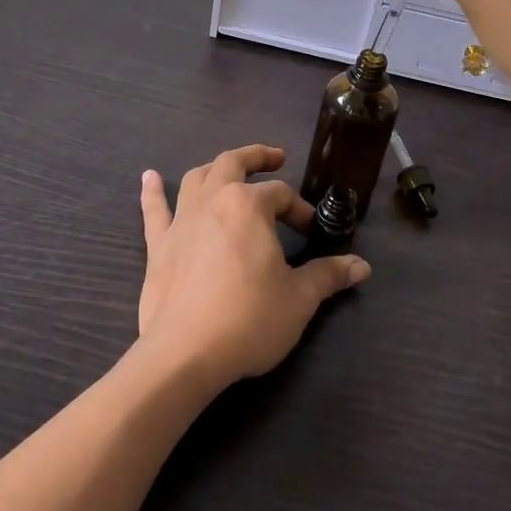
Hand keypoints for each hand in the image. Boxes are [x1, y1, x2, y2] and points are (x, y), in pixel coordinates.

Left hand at [137, 145, 369, 389]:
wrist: (186, 352)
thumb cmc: (249, 318)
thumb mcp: (299, 298)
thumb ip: (328, 275)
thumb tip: (362, 266)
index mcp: (248, 206)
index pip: (280, 195)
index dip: (299, 209)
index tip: (311, 231)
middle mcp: (212, 200)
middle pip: (233, 164)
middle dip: (257, 158)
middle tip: (275, 159)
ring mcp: (181, 221)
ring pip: (196, 178)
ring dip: (214, 169)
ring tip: (228, 169)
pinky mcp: (158, 245)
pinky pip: (154, 210)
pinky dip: (152, 191)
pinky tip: (149, 177)